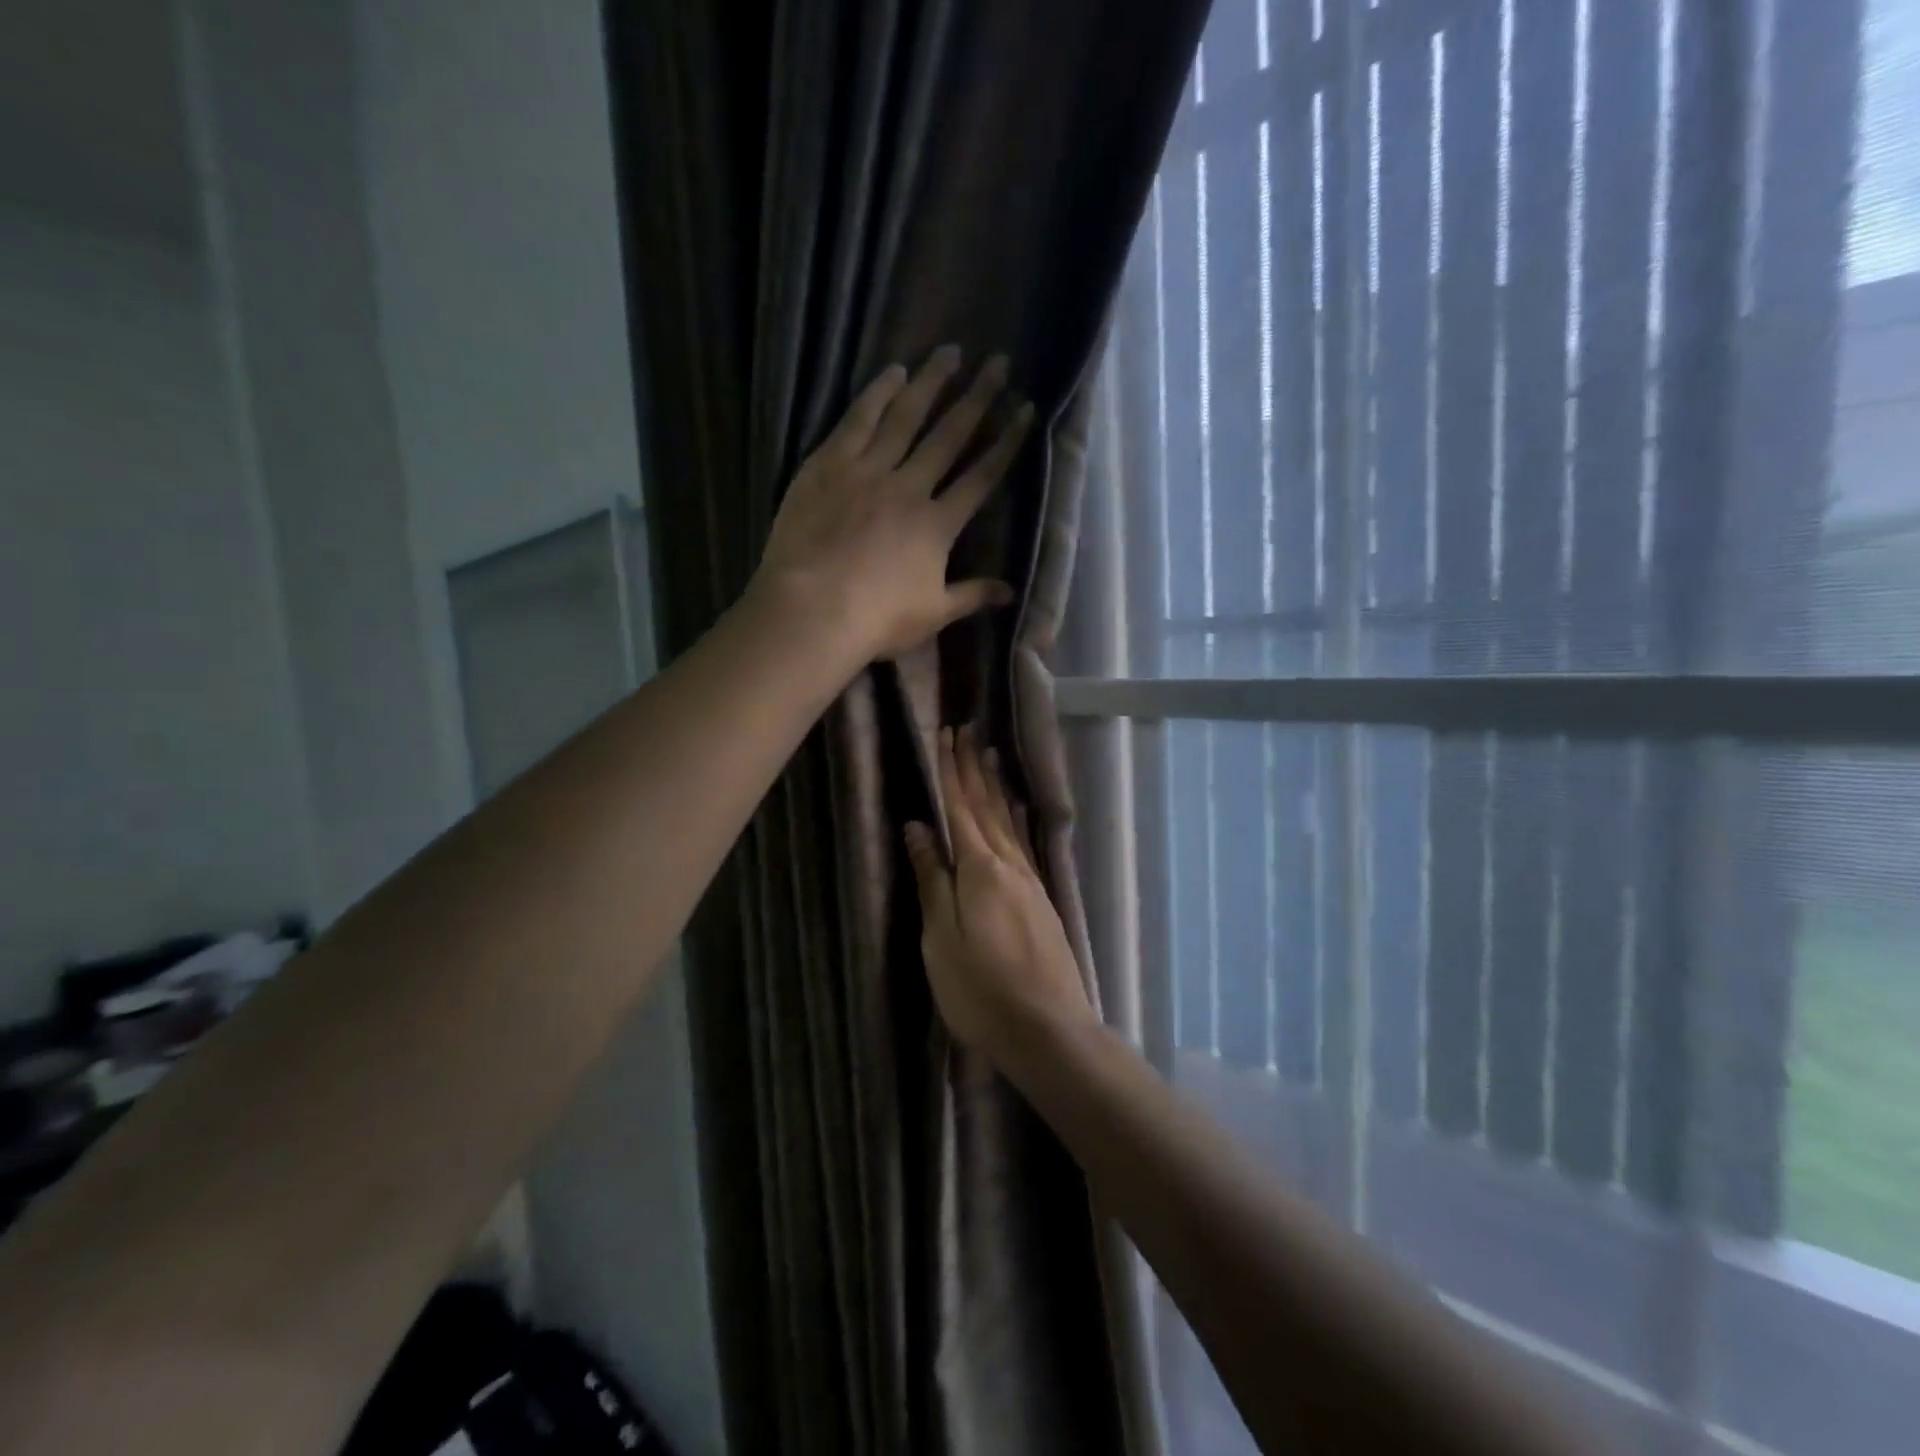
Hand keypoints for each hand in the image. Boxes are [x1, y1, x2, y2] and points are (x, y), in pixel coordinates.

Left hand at [752, 347, 1034, 661]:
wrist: (812, 609)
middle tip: (997, 362)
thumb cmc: (876, 619)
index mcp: (937, 524)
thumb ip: (972, 596)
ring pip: (905, 417)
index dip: (1005, 443)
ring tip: (949, 353)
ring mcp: (867, 471)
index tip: (1024, 411)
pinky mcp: (827, 465)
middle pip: (948, 436)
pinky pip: (857, 421)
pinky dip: (876, 394)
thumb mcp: (933, 615)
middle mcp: (909, 487)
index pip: (981, 476)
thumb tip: (1011, 593)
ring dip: (930, 384)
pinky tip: (893, 372)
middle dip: (977, 398)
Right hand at [904, 726, 1099, 1063]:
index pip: (960, 808)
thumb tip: (918, 828)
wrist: (1049, 1030)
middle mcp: (1009, 865)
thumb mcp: (941, 938)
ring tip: (991, 755)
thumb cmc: (981, 990)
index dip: (951, 771)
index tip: (946, 735)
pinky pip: (1023, 842)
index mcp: (980, 869)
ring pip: (1009, 821)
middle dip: (974, 768)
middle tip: (968, 730)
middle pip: (988, 807)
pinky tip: (1017, 812)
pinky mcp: (1041, 900)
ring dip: (996, 786)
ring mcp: (1030, 882)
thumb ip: (932, 880)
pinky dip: (1015, 817)